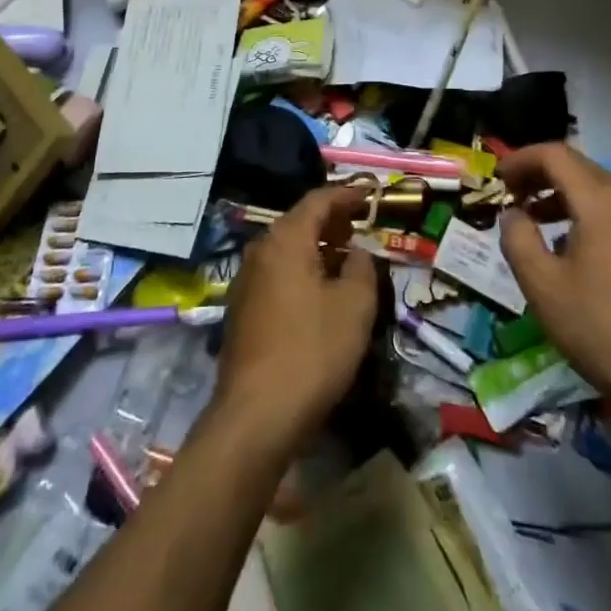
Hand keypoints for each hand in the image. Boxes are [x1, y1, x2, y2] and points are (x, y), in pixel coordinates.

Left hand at [212, 185, 378, 453]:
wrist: (256, 416)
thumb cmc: (312, 351)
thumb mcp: (354, 306)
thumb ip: (361, 267)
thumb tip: (356, 252)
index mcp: (286, 239)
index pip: (318, 200)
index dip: (346, 195)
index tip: (369, 196)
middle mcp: (260, 250)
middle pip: (299, 222)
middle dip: (331, 222)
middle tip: (359, 228)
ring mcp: (246, 281)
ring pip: (286, 250)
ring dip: (316, 248)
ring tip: (345, 260)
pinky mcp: (241, 310)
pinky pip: (277, 274)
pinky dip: (301, 271)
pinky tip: (319, 294)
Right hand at [497, 142, 610, 437]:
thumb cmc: (604, 331)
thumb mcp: (543, 287)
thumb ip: (517, 239)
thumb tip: (512, 214)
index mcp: (602, 201)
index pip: (555, 155)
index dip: (521, 160)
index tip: (497, 180)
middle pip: (578, 167)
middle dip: (539, 176)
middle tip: (510, 197)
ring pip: (598, 190)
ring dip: (561, 196)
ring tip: (534, 222)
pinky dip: (586, 214)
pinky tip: (571, 249)